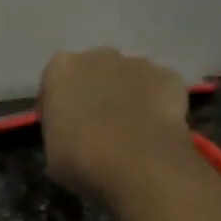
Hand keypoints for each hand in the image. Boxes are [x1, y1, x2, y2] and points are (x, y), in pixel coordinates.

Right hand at [37, 47, 193, 197]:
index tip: (62, 129)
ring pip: (127, 78)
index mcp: (61, 70)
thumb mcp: (51, 155)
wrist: (138, 166)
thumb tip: (69, 135)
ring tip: (128, 133)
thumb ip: (58, 133)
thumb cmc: (82, 162)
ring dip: (125, 97)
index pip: (54, 83)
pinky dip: (155, 105)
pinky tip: (153, 132)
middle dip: (94, 93)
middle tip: (96, 129)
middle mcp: (98, 55)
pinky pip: (157, 89)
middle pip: (93, 72)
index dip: (58, 107)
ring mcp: (138, 62)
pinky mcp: (169, 77)